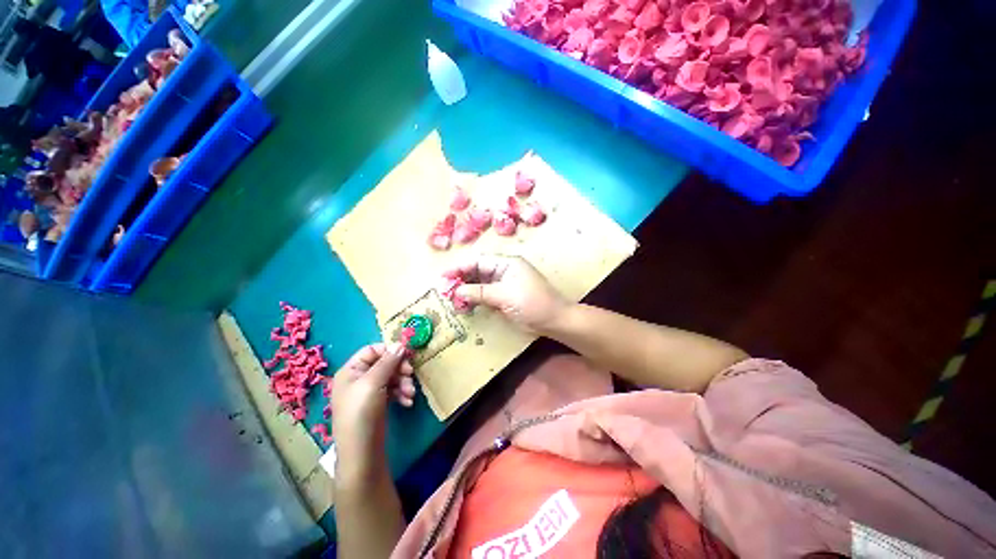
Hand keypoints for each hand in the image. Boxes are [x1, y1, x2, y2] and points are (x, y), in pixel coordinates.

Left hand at [330, 344, 415, 476]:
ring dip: (403, 382)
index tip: (406, 357)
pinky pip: (393, 390)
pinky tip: (408, 402)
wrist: (361, 453)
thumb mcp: (374, 383)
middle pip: (385, 363)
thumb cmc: (362, 413)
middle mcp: (358, 378)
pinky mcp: (377, 403)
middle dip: (400, 370)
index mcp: (351, 370)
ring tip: (411, 394)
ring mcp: (368, 392)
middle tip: (411, 376)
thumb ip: (388, 362)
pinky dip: (401, 393)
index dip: (390, 351)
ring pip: (391, 377)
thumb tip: (400, 344)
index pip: (372, 350)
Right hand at [446, 255, 568, 333]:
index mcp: (506, 263)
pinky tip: (465, 305)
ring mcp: (504, 284)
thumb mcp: (504, 295)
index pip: (478, 261)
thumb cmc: (532, 303)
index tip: (444, 277)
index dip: (460, 267)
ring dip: (467, 290)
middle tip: (445, 290)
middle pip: (477, 271)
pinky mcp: (504, 297)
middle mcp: (503, 270)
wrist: (554, 320)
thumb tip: (456, 291)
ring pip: (480, 284)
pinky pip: (485, 295)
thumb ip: (479, 292)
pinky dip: (475, 299)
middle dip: (461, 279)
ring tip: (452, 299)